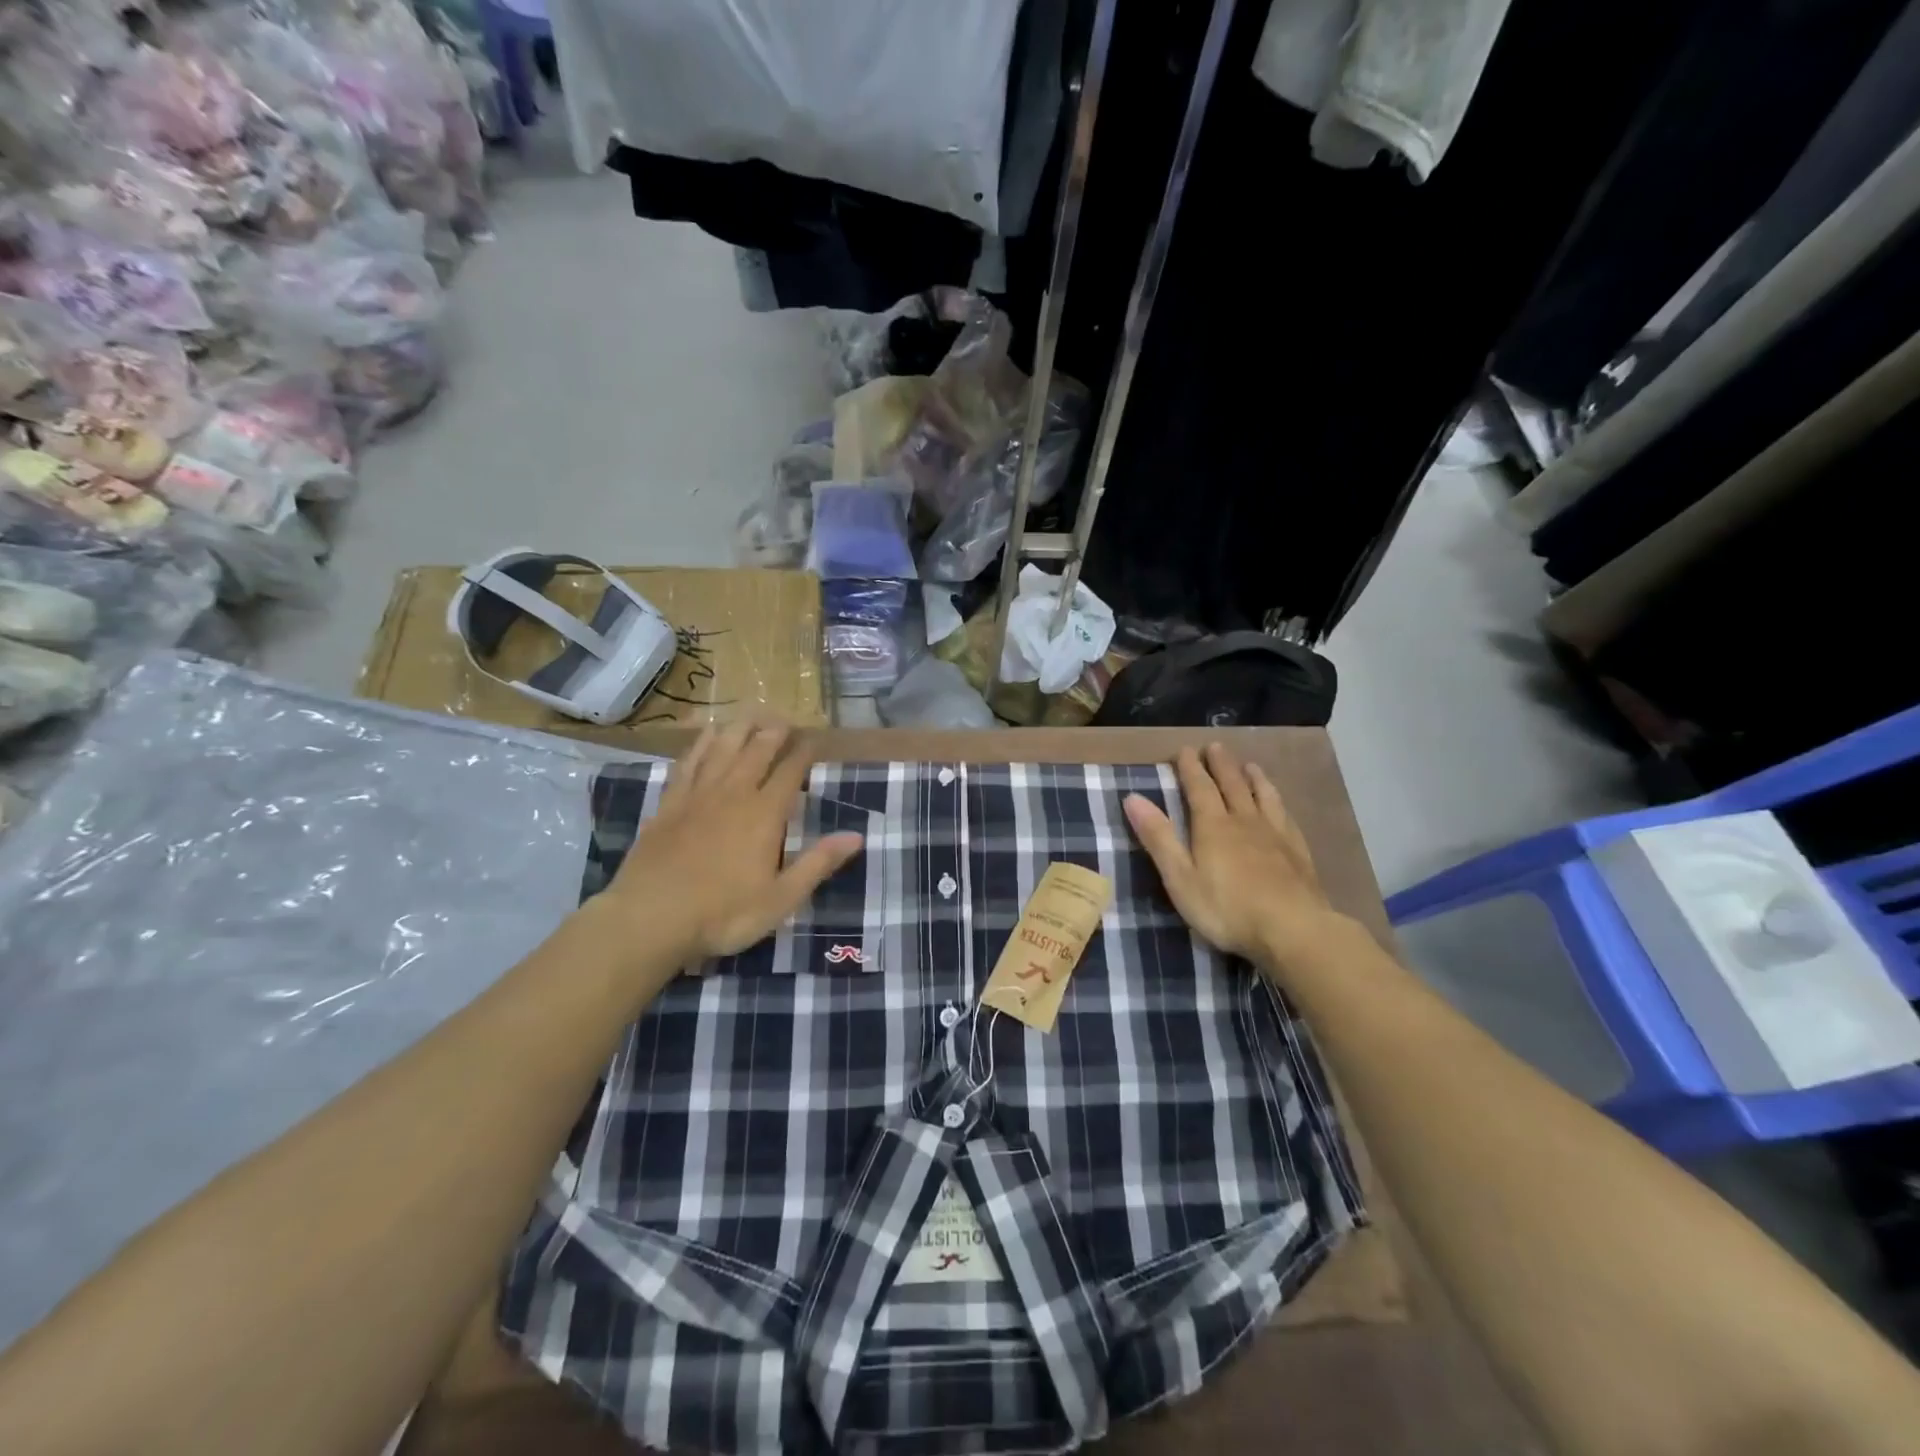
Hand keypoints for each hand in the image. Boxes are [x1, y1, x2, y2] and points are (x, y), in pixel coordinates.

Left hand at [595, 721, 862, 970]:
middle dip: (774, 733)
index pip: (789, 773)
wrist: (649, 918)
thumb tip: (857, 835)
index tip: (813, 739)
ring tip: (751, 712)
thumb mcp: (781, 898)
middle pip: (757, 752)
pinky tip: (706, 734)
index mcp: (764, 815)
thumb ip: (818, 863)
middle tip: (785, 718)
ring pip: (722, 750)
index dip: (803, 754)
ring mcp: (697, 796)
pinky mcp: (669, 804)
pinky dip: (700, 744)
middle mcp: (733, 794)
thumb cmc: (723, 914)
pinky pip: (688, 763)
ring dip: (740, 729)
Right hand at [1123, 744, 1346, 976]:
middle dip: (1221, 765)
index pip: (1199, 788)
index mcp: (1212, 826)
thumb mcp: (1180, 877)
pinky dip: (1278, 803)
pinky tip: (1279, 805)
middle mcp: (1244, 821)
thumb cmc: (1226, 908)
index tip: (1184, 750)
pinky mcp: (1298, 853)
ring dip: (1253, 778)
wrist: (1293, 930)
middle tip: (1215, 746)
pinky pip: (1286, 817)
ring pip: (1263, 796)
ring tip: (1249, 765)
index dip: (1190, 768)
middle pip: (1232, 785)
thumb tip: (1133, 798)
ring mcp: (1275, 835)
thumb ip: (1158, 838)